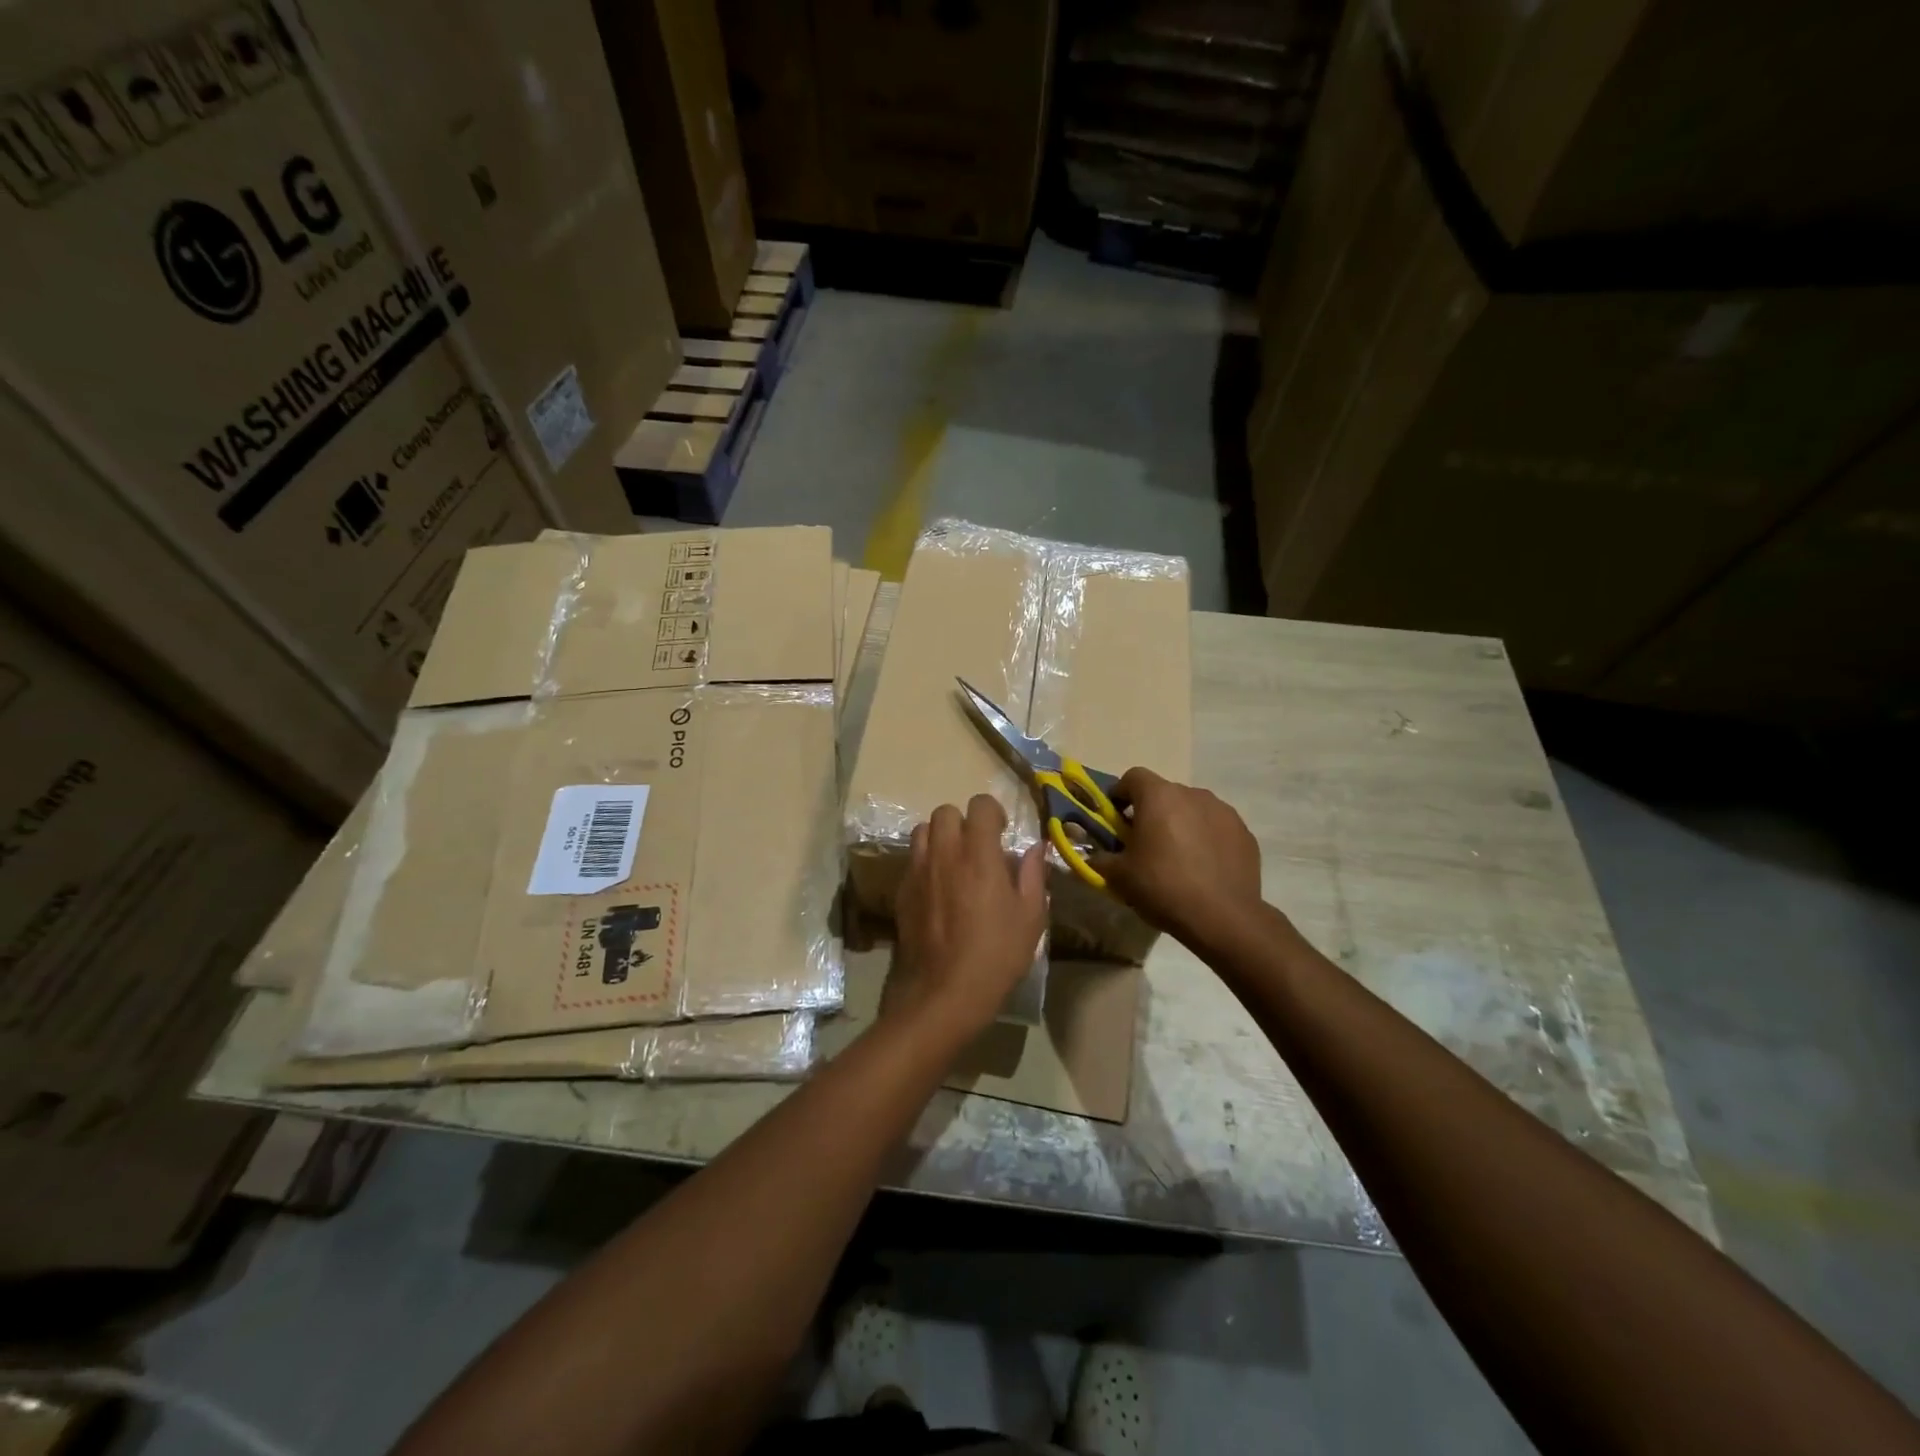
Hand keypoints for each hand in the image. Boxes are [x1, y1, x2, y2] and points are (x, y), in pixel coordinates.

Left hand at [890, 794, 1046, 1041]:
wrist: (942, 993)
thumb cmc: (995, 956)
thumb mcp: (1030, 919)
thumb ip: (1032, 876)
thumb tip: (1035, 848)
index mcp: (979, 855)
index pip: (980, 805)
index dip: (993, 812)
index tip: (1002, 833)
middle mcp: (944, 854)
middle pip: (945, 811)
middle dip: (963, 821)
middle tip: (978, 847)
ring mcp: (918, 871)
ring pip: (923, 831)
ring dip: (940, 837)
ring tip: (955, 862)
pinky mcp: (901, 891)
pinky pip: (912, 860)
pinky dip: (926, 862)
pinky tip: (938, 888)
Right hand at [1092, 767, 1262, 952]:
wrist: (1223, 917)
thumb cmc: (1163, 887)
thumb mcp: (1120, 877)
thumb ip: (1101, 860)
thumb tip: (1092, 857)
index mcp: (1159, 797)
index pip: (1133, 777)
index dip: (1120, 794)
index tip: (1116, 818)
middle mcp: (1193, 794)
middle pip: (1164, 794)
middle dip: (1151, 812)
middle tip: (1144, 843)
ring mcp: (1223, 811)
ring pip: (1192, 809)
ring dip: (1181, 824)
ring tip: (1177, 857)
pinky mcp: (1244, 833)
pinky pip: (1216, 828)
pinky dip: (1206, 839)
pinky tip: (1203, 868)